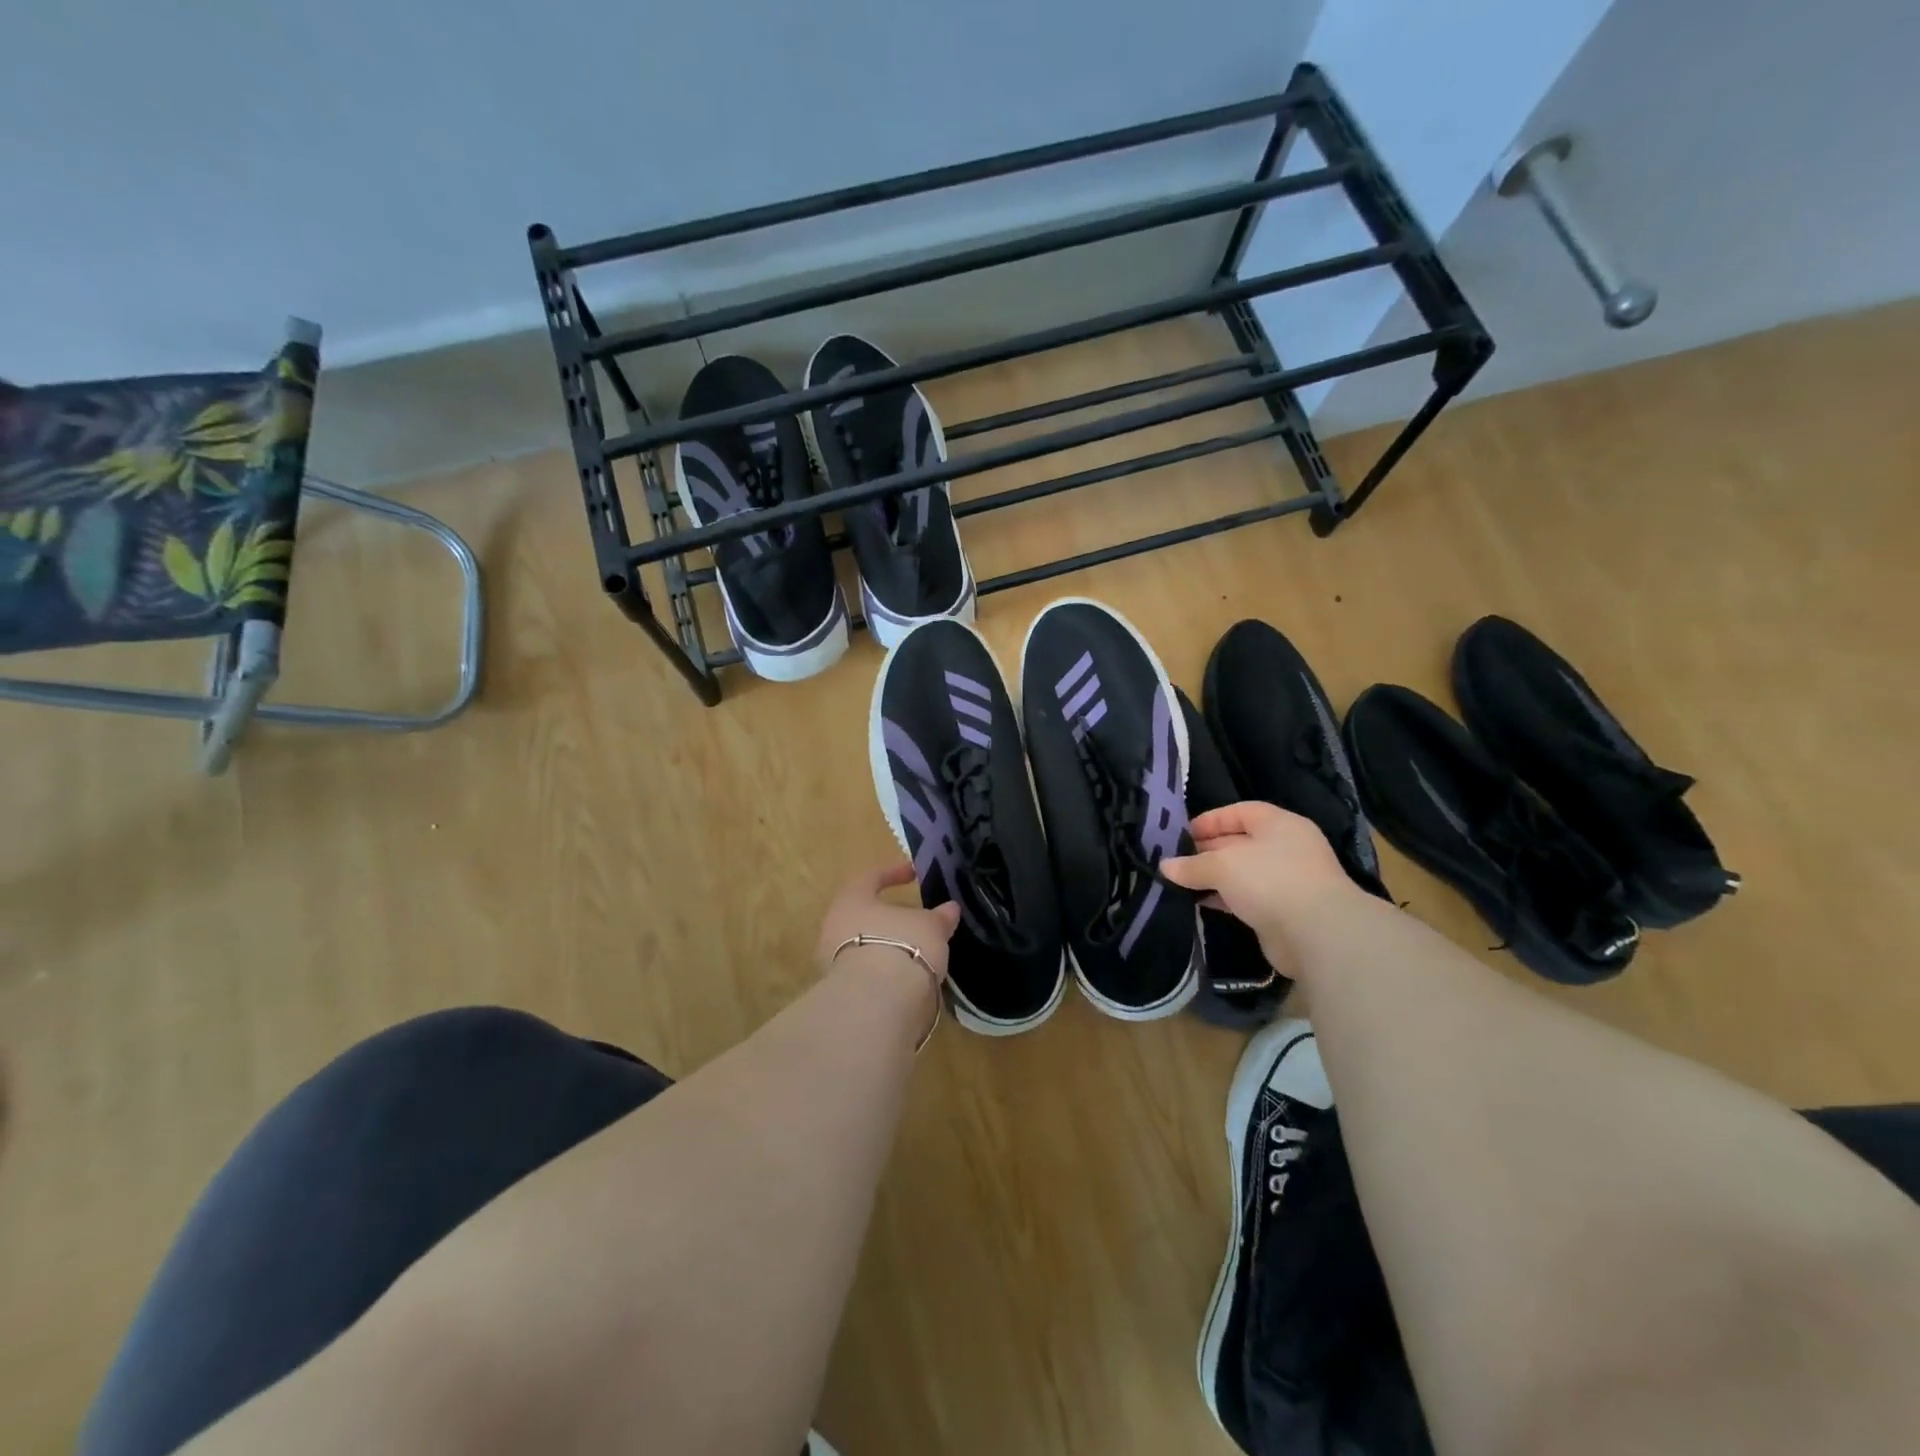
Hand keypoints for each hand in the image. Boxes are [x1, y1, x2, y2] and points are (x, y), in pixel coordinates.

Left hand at [816, 863, 961, 981]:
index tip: (913, 874)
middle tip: (913, 918)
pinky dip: (883, 969)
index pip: (871, 878)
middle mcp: (834, 924)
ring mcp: (832, 959)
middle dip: (888, 916)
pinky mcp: (840, 989)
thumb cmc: (903, 945)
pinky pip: (865, 970)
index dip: (894, 873)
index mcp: (852, 899)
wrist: (877, 1001)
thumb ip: (939, 917)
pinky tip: (904, 975)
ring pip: (863, 943)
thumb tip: (950, 909)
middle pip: (863, 913)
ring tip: (914, 949)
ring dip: (886, 944)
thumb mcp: (931, 926)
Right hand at [1161, 801, 1364, 965]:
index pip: (1241, 812)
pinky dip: (1225, 898)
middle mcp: (1286, 848)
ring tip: (1182, 881)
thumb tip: (1165, 866)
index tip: (1183, 833)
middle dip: (1208, 850)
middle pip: (1241, 842)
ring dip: (1215, 877)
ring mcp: (1288, 880)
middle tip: (1177, 859)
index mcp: (1280, 824)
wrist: (1317, 934)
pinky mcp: (1283, 911)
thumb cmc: (1270, 881)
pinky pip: (1247, 898)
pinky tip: (1201, 902)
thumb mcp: (1223, 866)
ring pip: (1243, 872)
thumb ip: (1193, 865)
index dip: (1211, 820)